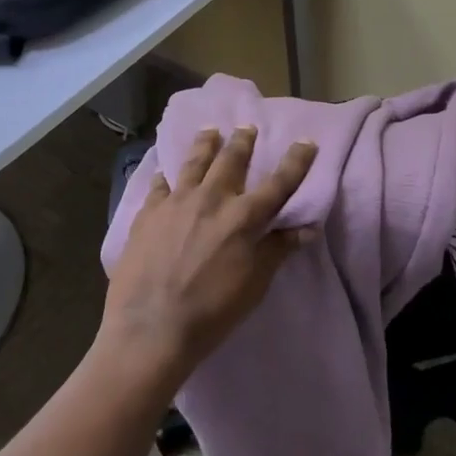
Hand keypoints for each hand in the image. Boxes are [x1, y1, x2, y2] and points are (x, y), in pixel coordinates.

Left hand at [101, 126, 318, 391]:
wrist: (150, 329)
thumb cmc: (212, 312)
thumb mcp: (254, 284)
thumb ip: (278, 249)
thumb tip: (307, 227)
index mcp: (243, 217)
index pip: (279, 183)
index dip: (296, 161)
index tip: (307, 141)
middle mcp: (212, 199)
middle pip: (231, 161)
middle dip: (243, 142)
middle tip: (246, 126)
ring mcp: (176, 203)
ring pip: (194, 162)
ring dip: (205, 144)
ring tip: (210, 131)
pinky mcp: (147, 214)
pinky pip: (159, 185)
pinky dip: (165, 176)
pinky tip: (164, 172)